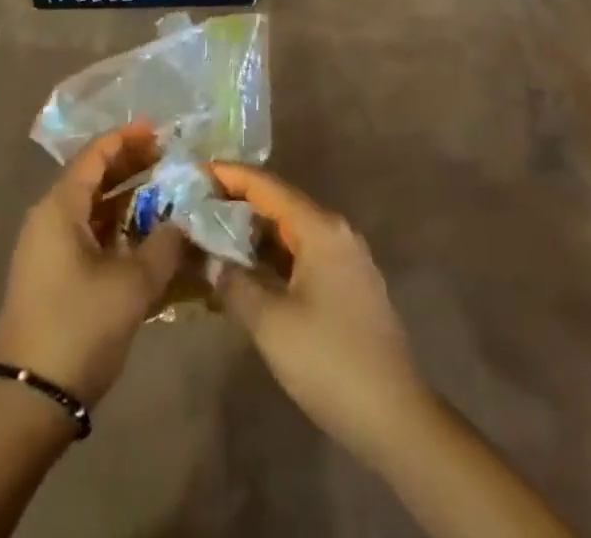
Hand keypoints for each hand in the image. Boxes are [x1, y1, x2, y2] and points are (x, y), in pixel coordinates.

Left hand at [0, 122, 186, 409]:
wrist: (29, 399)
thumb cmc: (79, 327)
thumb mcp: (132, 285)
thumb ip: (164, 245)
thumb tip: (185, 220)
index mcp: (60, 207)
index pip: (95, 154)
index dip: (127, 138)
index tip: (159, 131)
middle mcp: (48, 218)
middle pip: (92, 177)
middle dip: (130, 166)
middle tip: (168, 160)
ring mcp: (46, 248)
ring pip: (91, 207)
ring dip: (125, 199)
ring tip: (164, 195)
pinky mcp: (51, 274)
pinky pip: (86, 233)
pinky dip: (115, 227)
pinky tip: (144, 236)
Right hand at [209, 163, 431, 462]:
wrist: (396, 419)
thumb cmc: (329, 361)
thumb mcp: (270, 323)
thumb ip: (233, 282)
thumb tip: (208, 260)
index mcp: (320, 228)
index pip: (266, 186)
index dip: (229, 175)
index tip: (195, 171)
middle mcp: (335, 232)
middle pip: (278, 204)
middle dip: (236, 205)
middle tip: (195, 207)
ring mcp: (345, 259)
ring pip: (289, 232)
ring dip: (252, 235)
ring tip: (211, 238)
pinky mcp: (347, 285)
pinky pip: (301, 255)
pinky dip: (271, 257)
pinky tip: (246, 273)